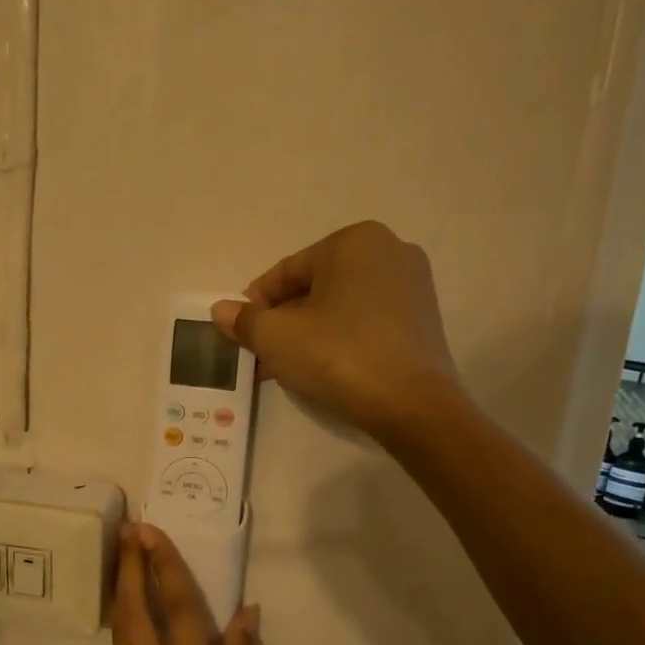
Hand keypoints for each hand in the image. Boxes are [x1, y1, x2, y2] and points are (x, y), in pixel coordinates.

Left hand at [111, 523, 273, 644]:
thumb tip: (244, 612)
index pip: (178, 612)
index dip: (165, 568)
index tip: (153, 533)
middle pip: (135, 613)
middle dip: (130, 568)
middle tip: (129, 529)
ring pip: (121, 632)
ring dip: (121, 589)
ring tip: (124, 555)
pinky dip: (123, 621)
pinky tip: (127, 607)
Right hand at [212, 220, 458, 435]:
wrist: (411, 403)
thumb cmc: (337, 355)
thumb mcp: (276, 337)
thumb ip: (244, 320)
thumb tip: (220, 310)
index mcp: (353, 241)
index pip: (287, 271)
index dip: (256, 304)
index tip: (240, 333)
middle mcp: (389, 250)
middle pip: (314, 288)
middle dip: (283, 322)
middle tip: (260, 354)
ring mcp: (412, 284)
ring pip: (340, 306)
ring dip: (307, 334)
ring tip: (283, 368)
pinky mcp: (424, 318)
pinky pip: (366, 321)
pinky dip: (339, 338)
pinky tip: (320, 369)